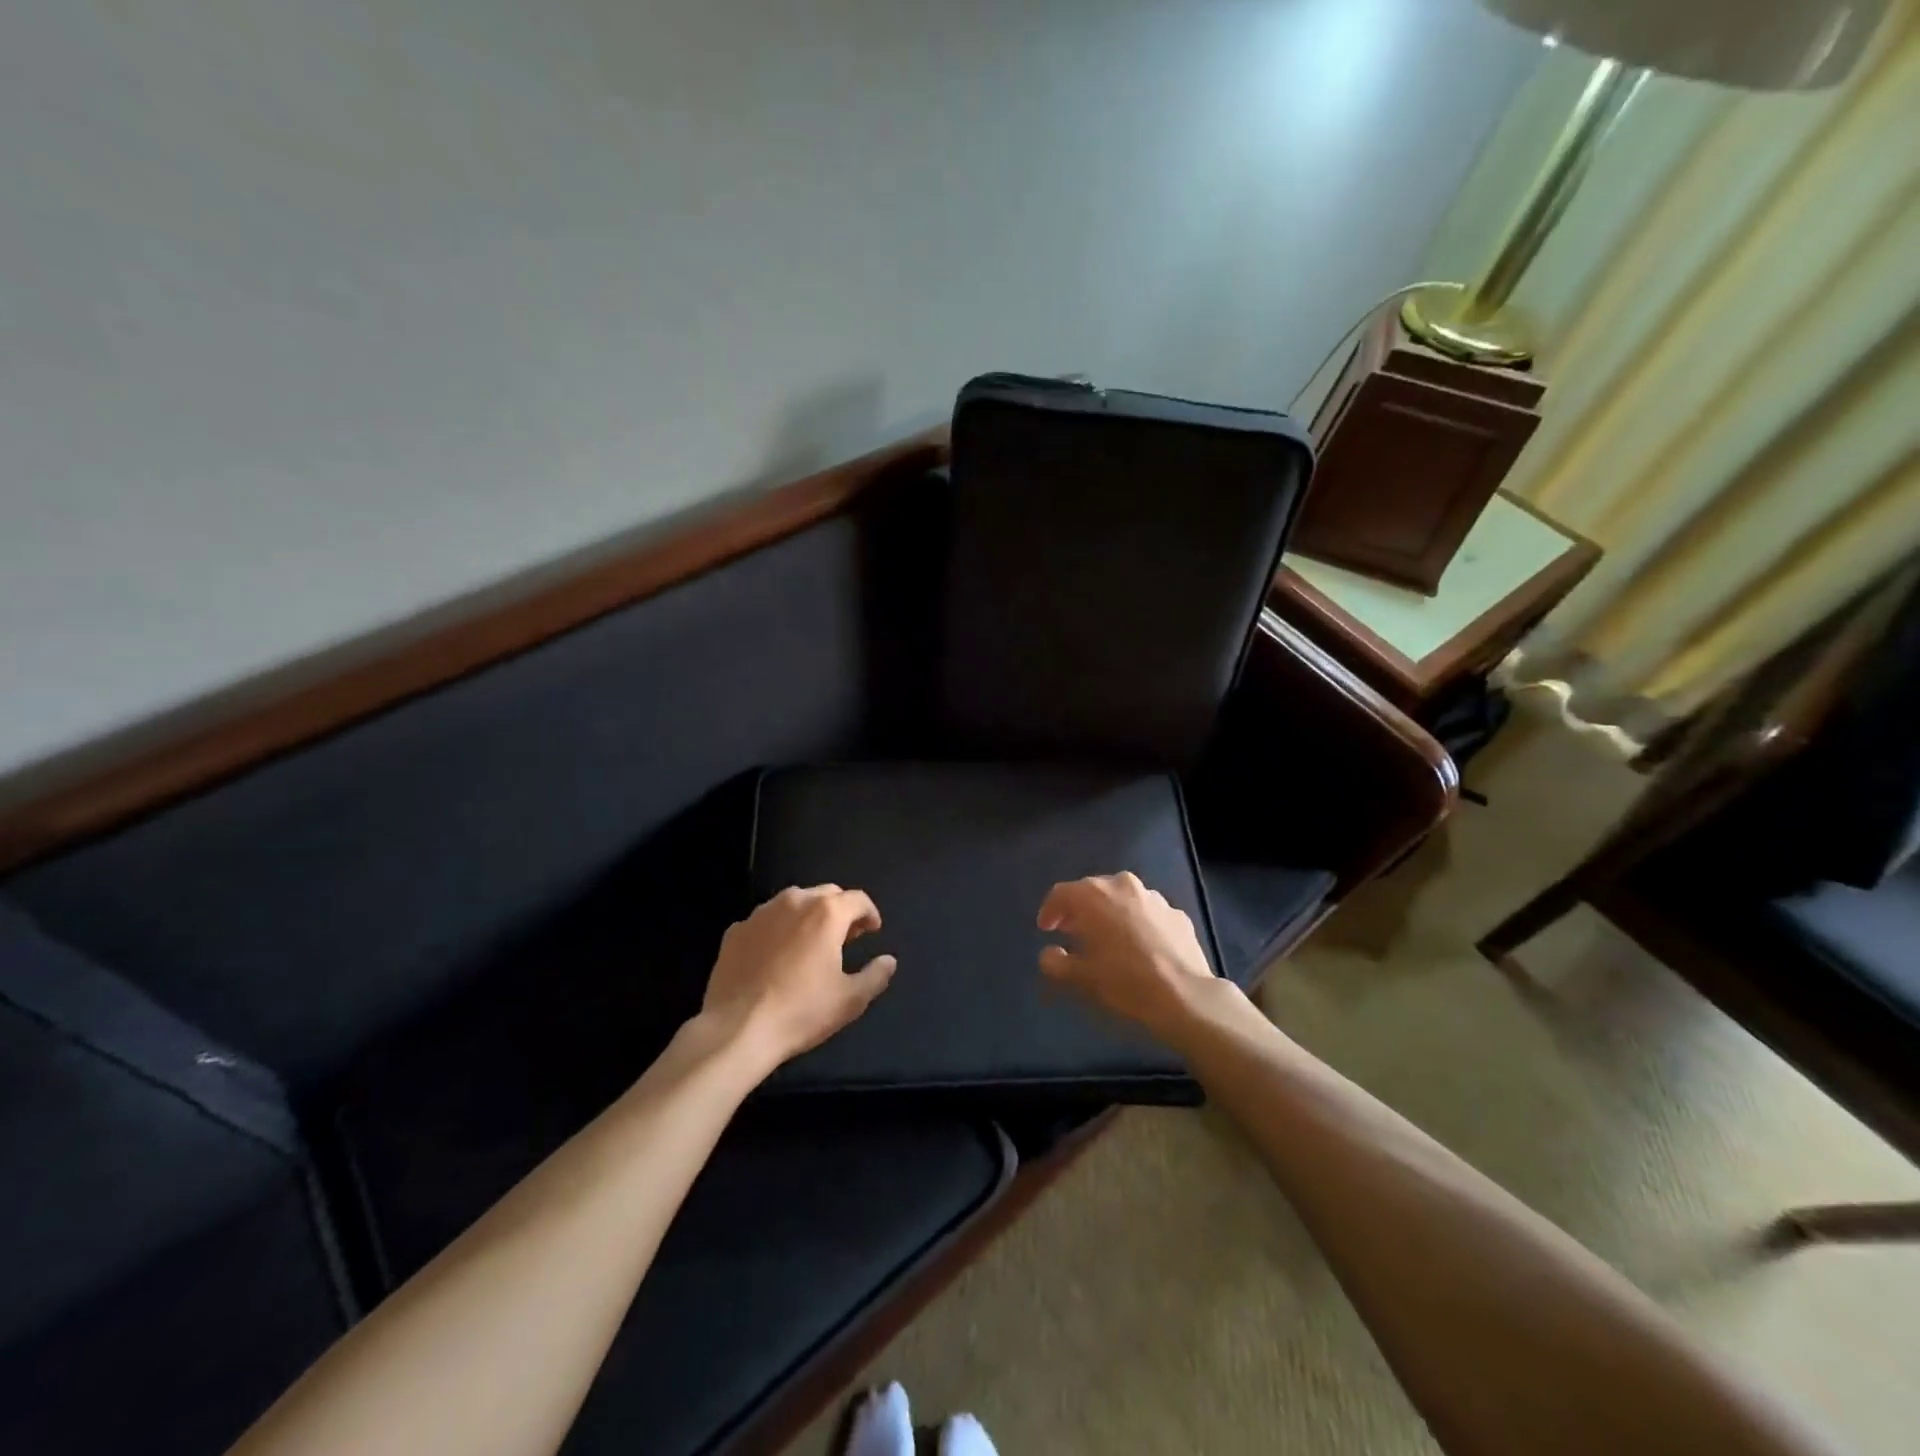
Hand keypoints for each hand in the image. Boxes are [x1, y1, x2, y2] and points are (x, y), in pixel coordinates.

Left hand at [700, 884, 895, 1068]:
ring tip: (811, 942)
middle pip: (826, 894)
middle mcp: (794, 902)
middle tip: (846, 936)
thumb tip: (889, 961)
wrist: (737, 1030)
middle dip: (841, 910)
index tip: (873, 930)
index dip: (870, 913)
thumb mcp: (850, 1000)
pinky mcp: (736, 930)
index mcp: (826, 913)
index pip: (858, 899)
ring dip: (809, 915)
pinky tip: (777, 955)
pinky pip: (766, 920)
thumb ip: (875, 975)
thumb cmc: (801, 1012)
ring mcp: (760, 914)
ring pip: (794, 902)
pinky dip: (778, 929)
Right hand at [1037, 873, 1218, 1044]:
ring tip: (1107, 939)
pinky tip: (1139, 946)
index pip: (1061, 894)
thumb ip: (1055, 962)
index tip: (1046, 929)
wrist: (1184, 996)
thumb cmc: (1124, 981)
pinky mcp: (1177, 914)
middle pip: (1092, 891)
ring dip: (1110, 914)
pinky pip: (1147, 913)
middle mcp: (1122, 886)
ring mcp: (1154, 897)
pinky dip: (1137, 923)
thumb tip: (1049, 953)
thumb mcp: (1080, 977)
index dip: (1049, 911)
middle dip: (1079, 910)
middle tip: (1072, 932)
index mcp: (1093, 895)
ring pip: (1122, 899)